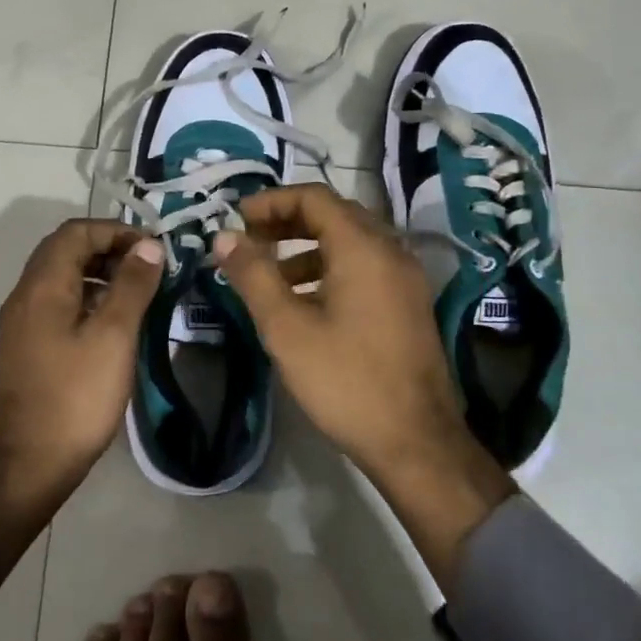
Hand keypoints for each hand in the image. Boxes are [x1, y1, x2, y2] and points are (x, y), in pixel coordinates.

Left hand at [0, 219, 164, 496]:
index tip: (151, 249)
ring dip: (97, 271)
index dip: (115, 230)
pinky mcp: (26, 344)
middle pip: (64, 249)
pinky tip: (111, 320)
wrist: (30, 463)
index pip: (75, 232)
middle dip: (107, 247)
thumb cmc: (76, 396)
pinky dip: (85, 295)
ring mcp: (21, 321)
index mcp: (42, 286)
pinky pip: (56, 301)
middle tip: (146, 265)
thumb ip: (132, 285)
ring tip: (135, 289)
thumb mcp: (114, 336)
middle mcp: (24, 295)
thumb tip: (148, 246)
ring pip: (59, 276)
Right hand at [211, 185, 513, 591]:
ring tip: (269, 275)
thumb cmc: (346, 381)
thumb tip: (224, 237)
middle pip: (334, 214)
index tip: (237, 219)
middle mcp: (390, 251)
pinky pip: (365, 267)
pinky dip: (330, 269)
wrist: (416, 443)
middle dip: (287, 221)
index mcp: (363, 248)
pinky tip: (305, 303)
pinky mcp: (408, 305)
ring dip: (307, 247)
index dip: (271, 201)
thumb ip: (253, 275)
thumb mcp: (286, 328)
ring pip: (350, 242)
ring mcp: (405, 279)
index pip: (314, 197)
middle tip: (249, 241)